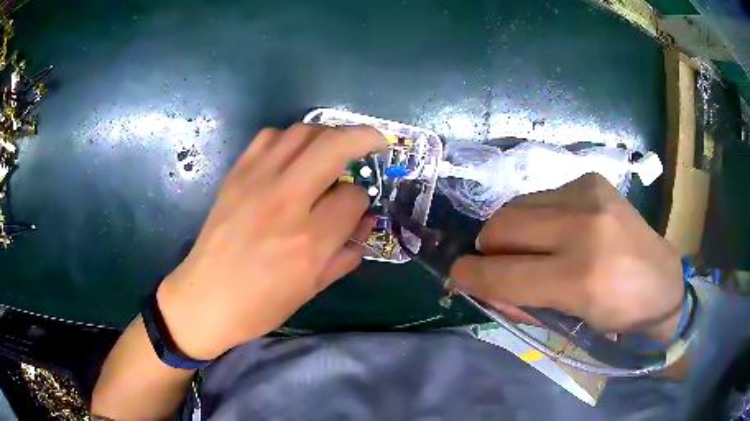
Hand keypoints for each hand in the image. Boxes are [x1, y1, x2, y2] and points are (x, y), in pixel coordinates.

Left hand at [157, 124, 386, 358]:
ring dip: (327, 135)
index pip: (353, 197)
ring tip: (333, 148)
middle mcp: (285, 201)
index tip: (357, 206)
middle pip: (334, 145)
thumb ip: (345, 252)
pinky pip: (269, 137)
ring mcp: (256, 182)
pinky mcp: (236, 174)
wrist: (205, 298)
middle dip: (364, 137)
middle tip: (376, 143)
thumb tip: (367, 222)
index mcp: (308, 241)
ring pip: (302, 132)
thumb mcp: (312, 288)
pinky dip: (289, 139)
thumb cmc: (260, 305)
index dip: (362, 200)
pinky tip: (293, 156)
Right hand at [450, 174, 684, 338]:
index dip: (470, 276)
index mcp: (581, 277)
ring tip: (531, 248)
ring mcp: (589, 194)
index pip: (503, 273)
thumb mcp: (568, 322)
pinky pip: (540, 196)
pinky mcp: (591, 179)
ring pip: (517, 206)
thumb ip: (521, 302)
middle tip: (497, 264)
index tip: (457, 276)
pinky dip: (536, 217)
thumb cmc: (617, 314)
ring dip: (511, 231)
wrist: (661, 280)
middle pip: (502, 225)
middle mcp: (585, 226)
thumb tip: (483, 285)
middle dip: (487, 248)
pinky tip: (557, 230)